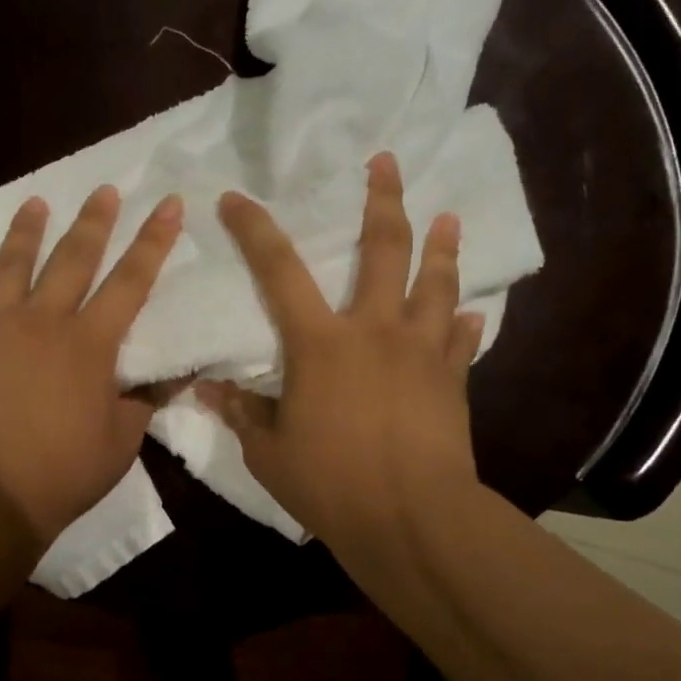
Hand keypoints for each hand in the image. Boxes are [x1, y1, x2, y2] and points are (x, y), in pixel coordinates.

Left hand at [0, 187, 182, 544]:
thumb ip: (143, 404)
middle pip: (72, 260)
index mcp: (89, 344)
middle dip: (93, 223)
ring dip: (23, 234)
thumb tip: (170, 380)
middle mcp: (41, 322)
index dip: (154, 241)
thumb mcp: (122, 443)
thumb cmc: (61, 474)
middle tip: (104, 190)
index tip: (168, 203)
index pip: (131, 282)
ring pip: (9, 269)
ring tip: (34, 202)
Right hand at [197, 152, 485, 603]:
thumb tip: (209, 390)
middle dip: (384, 200)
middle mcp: (375, 331)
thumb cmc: (331, 482)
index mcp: (320, 344)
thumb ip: (243, 414)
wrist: (411, 518)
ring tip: (449, 217)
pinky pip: (461, 342)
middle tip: (387, 162)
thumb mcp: (269, 452)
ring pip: (436, 285)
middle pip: (384, 251)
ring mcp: (421, 353)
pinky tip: (471, 315)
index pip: (279, 272)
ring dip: (442, 248)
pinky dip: (464, 324)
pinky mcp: (452, 381)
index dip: (254, 230)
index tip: (235, 198)